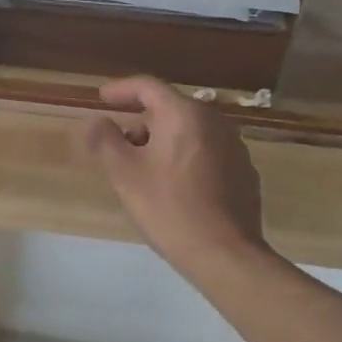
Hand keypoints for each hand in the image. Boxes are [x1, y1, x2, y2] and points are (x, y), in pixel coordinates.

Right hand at [81, 76, 265, 276]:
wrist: (226, 255)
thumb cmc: (169, 208)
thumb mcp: (124, 174)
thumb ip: (105, 140)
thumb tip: (96, 121)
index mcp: (184, 114)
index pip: (148, 86)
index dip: (121, 89)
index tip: (101, 97)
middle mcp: (214, 121)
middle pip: (170, 109)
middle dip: (142, 122)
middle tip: (120, 145)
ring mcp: (235, 147)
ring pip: (190, 131)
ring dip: (164, 141)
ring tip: (145, 169)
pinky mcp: (244, 172)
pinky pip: (207, 152)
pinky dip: (186, 157)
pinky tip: (176, 186)